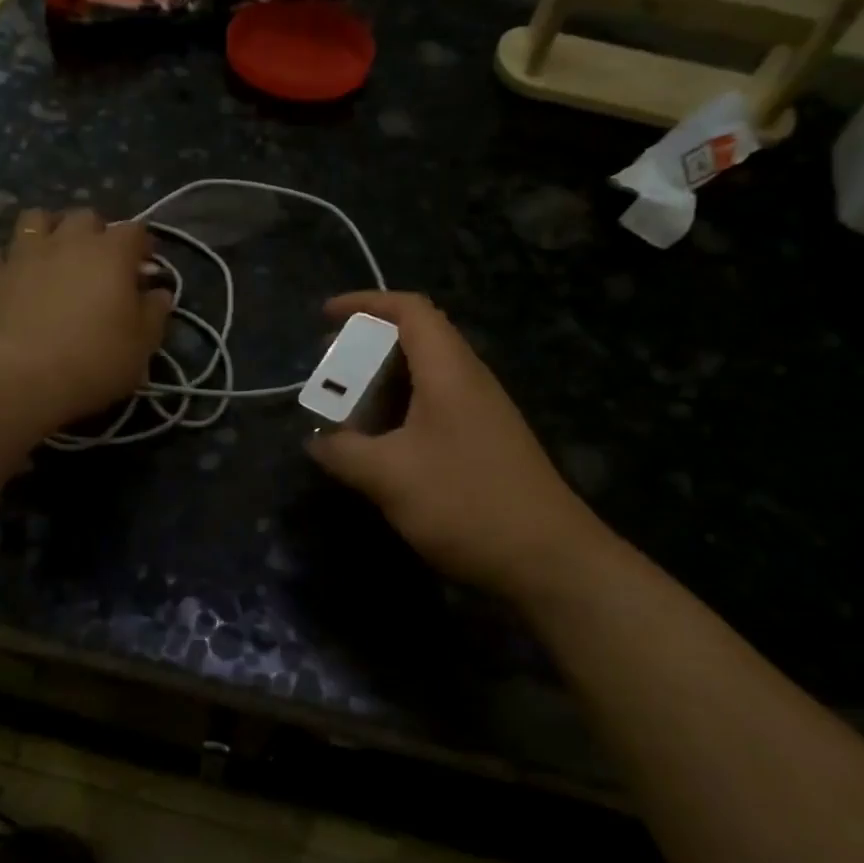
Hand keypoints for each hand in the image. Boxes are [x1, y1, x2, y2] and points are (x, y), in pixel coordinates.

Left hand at [0, 207, 171, 428]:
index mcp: (111, 253)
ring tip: (54, 254)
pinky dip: (8, 260)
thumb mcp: (142, 344)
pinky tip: (15, 277)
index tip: (145, 265)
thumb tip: (159, 294)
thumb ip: (154, 313)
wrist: (22, 377)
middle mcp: (68, 241)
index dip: (143, 244)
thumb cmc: (95, 360)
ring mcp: (24, 254)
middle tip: (101, 261)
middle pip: (85, 216)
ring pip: (34, 219)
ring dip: (49, 230)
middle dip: (96, 232)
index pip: (134, 230)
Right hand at [306, 292, 608, 603]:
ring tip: (345, 412)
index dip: (365, 303)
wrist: (547, 559)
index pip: (410, 310)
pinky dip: (399, 415)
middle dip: (366, 350)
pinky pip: (434, 411)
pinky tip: (380, 449)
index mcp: (449, 371)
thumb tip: (316, 442)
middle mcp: (469, 381)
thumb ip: (344, 452)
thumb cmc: (465, 502)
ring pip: (424, 380)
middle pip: (416, 341)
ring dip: (381, 387)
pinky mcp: (484, 445)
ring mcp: (481, 414)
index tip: (326, 317)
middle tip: (329, 375)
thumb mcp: (389, 476)